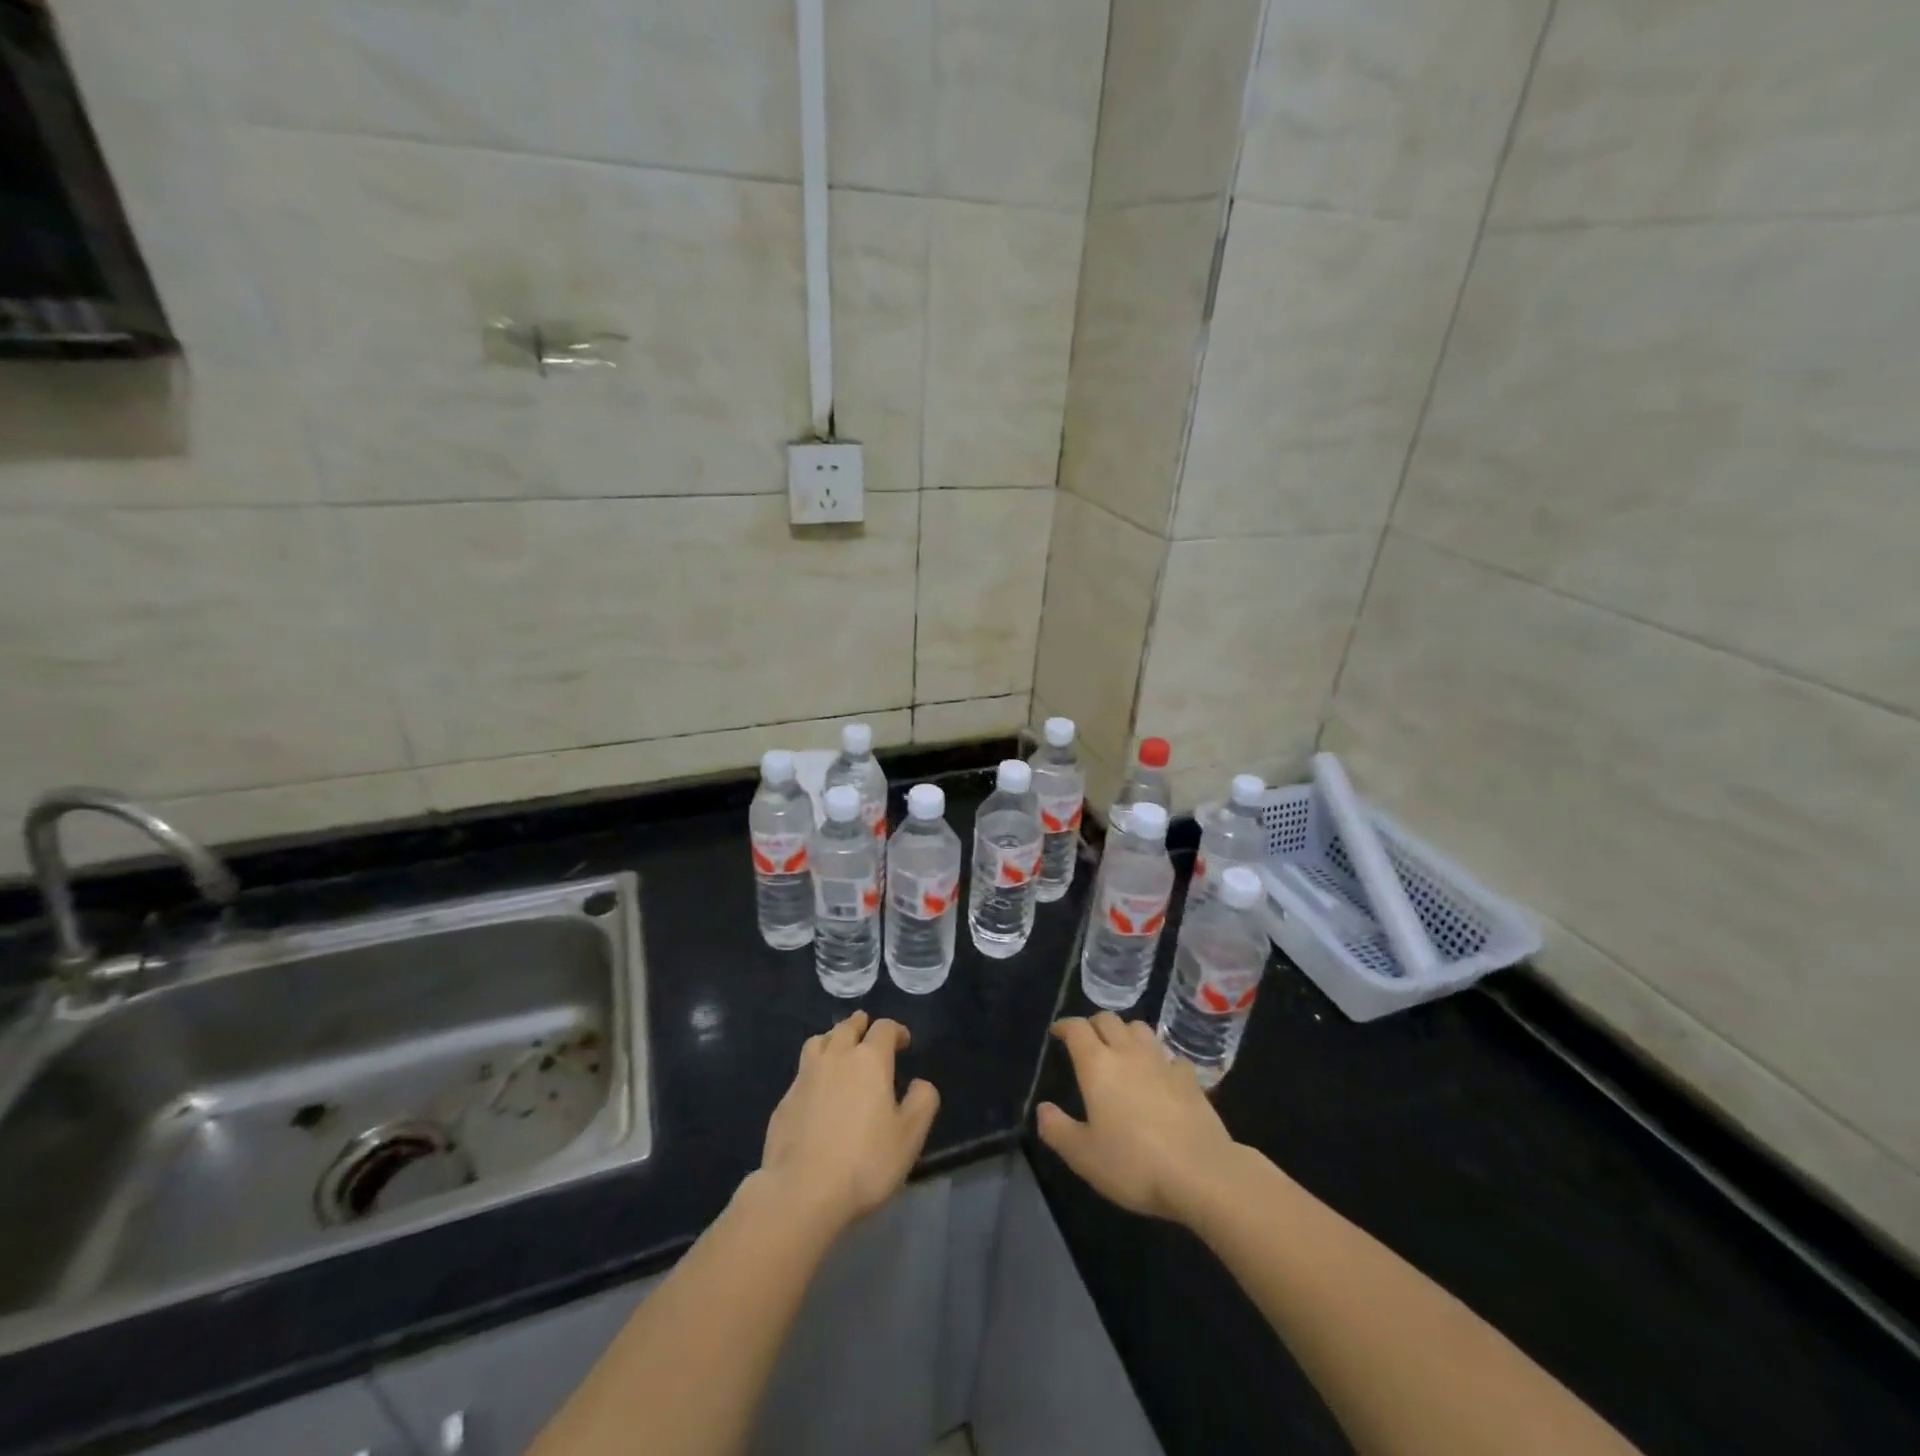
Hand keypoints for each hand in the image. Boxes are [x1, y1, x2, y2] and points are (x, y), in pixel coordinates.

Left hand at [757, 1011, 939, 1233]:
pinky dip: (814, 1069)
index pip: (884, 1028)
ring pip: (819, 1041)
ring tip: (839, 1049)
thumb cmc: (864, 1162)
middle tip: (868, 1033)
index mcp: (870, 1060)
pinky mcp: (785, 1099)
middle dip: (861, 1025)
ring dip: (833, 1038)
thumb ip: (922, 1102)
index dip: (896, 1031)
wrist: (802, 1191)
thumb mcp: (909, 1136)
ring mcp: (805, 1076)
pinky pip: (802, 1071)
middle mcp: (836, 1056)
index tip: (904, 1043)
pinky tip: (817, 1089)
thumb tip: (920, 1083)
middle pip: (848, 1026)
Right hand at [1037, 1013, 1242, 1223]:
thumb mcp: (1084, 1156)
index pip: (1077, 1029)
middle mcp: (1128, 1053)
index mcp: (1097, 1065)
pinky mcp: (1189, 1077)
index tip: (1057, 1032)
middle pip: (1108, 1020)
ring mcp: (1162, 1062)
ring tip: (1121, 1050)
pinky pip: (1169, 1055)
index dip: (1064, 1026)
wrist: (1202, 1173)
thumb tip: (1043, 1109)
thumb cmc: (1134, 1164)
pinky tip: (1160, 1075)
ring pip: (1139, 1028)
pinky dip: (1159, 1058)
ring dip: (1125, 1033)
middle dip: (1093, 1024)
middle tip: (1087, 1041)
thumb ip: (1057, 1130)